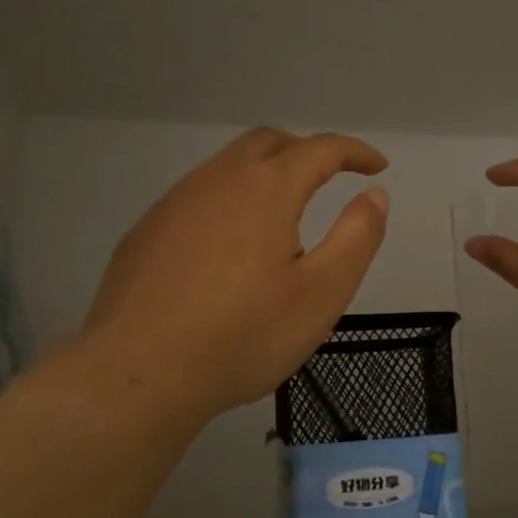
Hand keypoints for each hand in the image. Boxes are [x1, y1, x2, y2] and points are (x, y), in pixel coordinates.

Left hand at [75, 129, 389, 420]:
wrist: (139, 374)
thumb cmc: (243, 335)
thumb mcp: (322, 292)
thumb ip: (357, 236)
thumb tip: (374, 194)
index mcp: (266, 188)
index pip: (320, 149)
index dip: (354, 152)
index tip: (377, 167)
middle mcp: (218, 180)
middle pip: (268, 143)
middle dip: (305, 151)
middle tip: (329, 178)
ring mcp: (174, 203)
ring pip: (227, 166)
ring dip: (263, 173)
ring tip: (282, 212)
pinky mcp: (146, 232)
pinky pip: (197, 196)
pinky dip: (228, 200)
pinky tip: (228, 245)